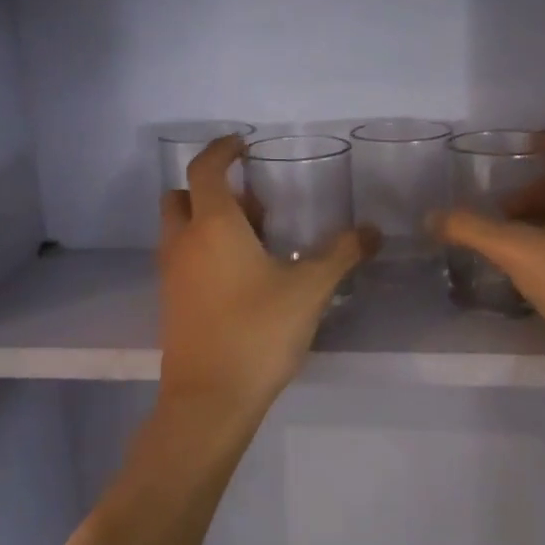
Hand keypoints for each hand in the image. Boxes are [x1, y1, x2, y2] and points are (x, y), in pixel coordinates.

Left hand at [158, 136, 376, 422]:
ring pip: (179, 229)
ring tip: (255, 243)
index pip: (205, 169)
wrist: (209, 400)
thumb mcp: (309, 289)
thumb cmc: (257, 332)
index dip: (221, 149)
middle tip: (253, 205)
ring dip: (207, 221)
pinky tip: (241, 278)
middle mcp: (183, 242)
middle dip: (211, 189)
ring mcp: (171, 274)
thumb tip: (373, 230)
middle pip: (181, 196)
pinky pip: (181, 259)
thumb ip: (342, 254)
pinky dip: (202, 251)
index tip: (242, 145)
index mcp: (212, 226)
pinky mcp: (170, 303)